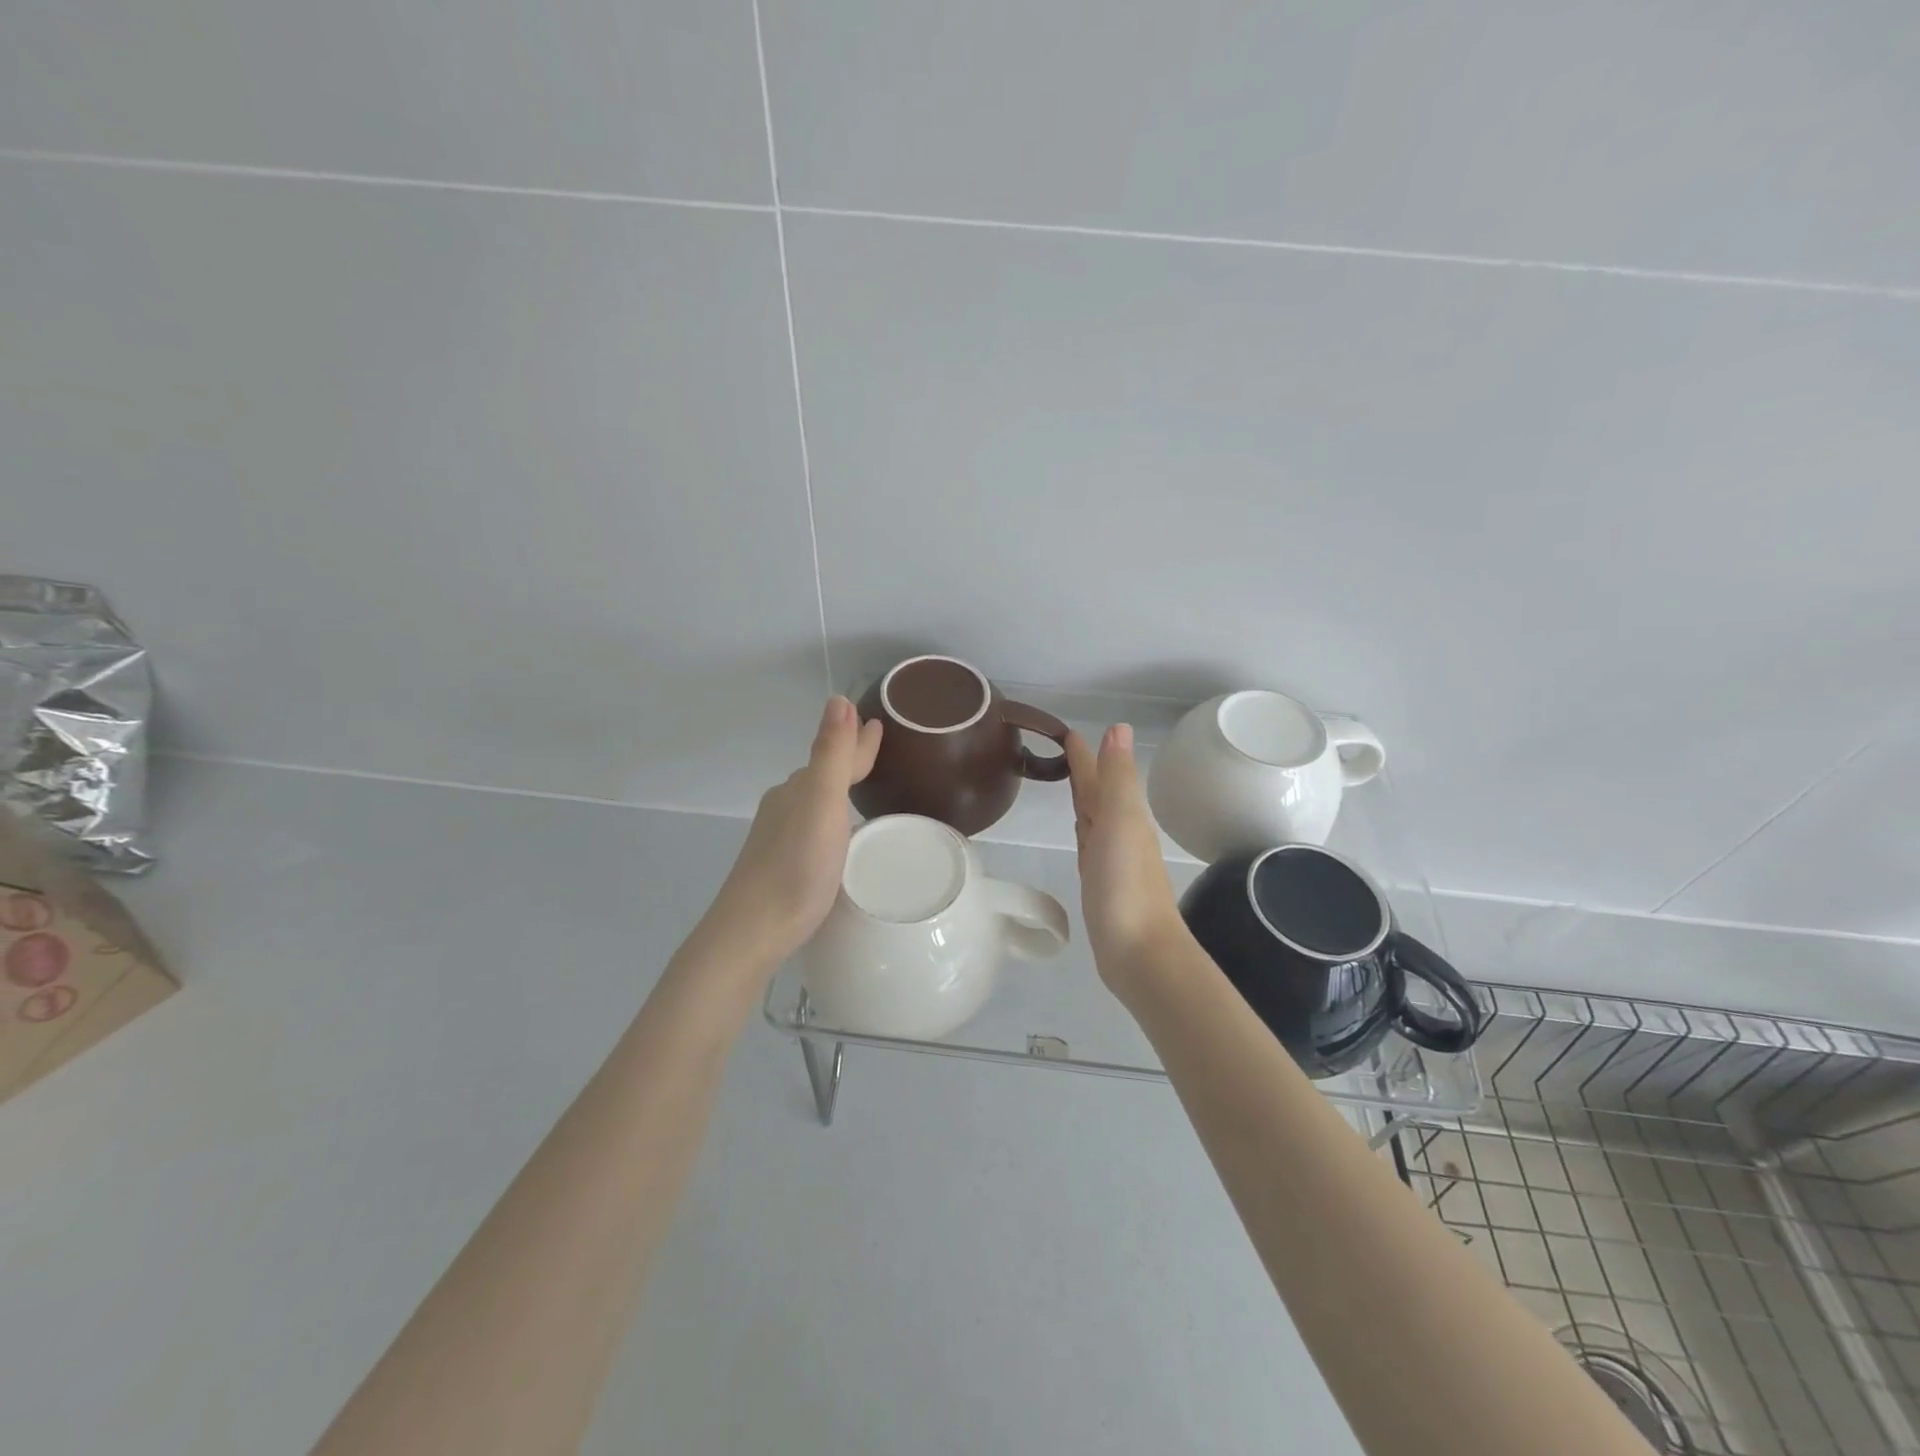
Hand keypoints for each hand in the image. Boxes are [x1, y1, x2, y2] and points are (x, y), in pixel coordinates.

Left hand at [705, 696, 882, 967]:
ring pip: (816, 802)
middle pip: (824, 775)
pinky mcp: (781, 864)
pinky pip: (813, 828)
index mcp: (799, 789)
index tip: (878, 723)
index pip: (836, 755)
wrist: (753, 930)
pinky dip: (831, 819)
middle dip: (848, 760)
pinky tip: (838, 837)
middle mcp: (786, 806)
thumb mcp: (822, 804)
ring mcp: (780, 837)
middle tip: (876, 750)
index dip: (859, 741)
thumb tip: (838, 699)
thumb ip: (831, 754)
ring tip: (861, 789)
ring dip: (838, 790)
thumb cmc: (796, 867)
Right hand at [1065, 725, 1184, 994]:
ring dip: (1084, 798)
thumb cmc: (1126, 884)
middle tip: (1064, 749)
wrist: (1139, 951)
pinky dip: (1084, 831)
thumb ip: (1118, 777)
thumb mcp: (1121, 820)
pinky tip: (1080, 831)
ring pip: (1094, 818)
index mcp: (1124, 814)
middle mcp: (1119, 832)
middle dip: (1085, 771)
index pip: (1100, 775)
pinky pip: (1089, 846)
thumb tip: (1119, 727)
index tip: (1068, 733)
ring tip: (1069, 781)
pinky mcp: (1101, 884)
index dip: (1085, 755)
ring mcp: (1110, 860)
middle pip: (1098, 794)